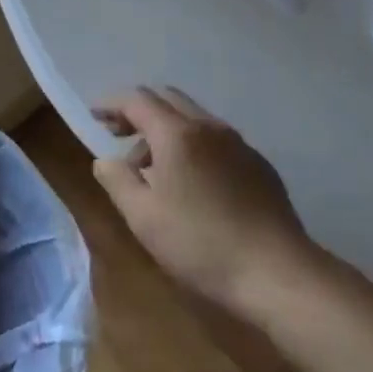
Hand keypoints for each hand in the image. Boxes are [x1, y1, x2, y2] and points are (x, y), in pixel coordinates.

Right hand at [93, 87, 316, 314]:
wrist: (277, 272)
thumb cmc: (200, 244)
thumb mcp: (143, 217)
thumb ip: (117, 180)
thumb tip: (106, 161)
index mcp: (177, 133)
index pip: (137, 99)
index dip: (112, 103)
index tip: (95, 116)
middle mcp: (208, 126)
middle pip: (167, 99)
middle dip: (139, 111)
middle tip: (119, 135)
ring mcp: (238, 143)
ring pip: (193, 118)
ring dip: (166, 129)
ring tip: (153, 167)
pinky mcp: (258, 164)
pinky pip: (216, 139)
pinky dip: (193, 145)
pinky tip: (193, 182)